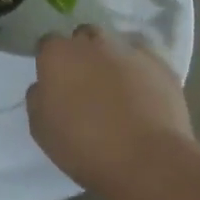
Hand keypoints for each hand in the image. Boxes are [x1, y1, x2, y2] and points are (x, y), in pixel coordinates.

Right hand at [28, 25, 192, 188]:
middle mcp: (92, 43)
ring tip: (117, 90)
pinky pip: (145, 62)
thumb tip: (45, 86)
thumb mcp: (41, 128)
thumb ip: (38, 97)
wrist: (148, 162)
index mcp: (58, 54)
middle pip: (84, 37)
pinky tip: (143, 97)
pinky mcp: (162, 67)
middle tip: (86, 83)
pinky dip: (141, 73)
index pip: (48, 43)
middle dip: (83, 52)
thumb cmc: (84, 147)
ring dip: (112, 60)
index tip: (55, 81)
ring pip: (116, 45)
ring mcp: (130, 51)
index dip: (51, 61)